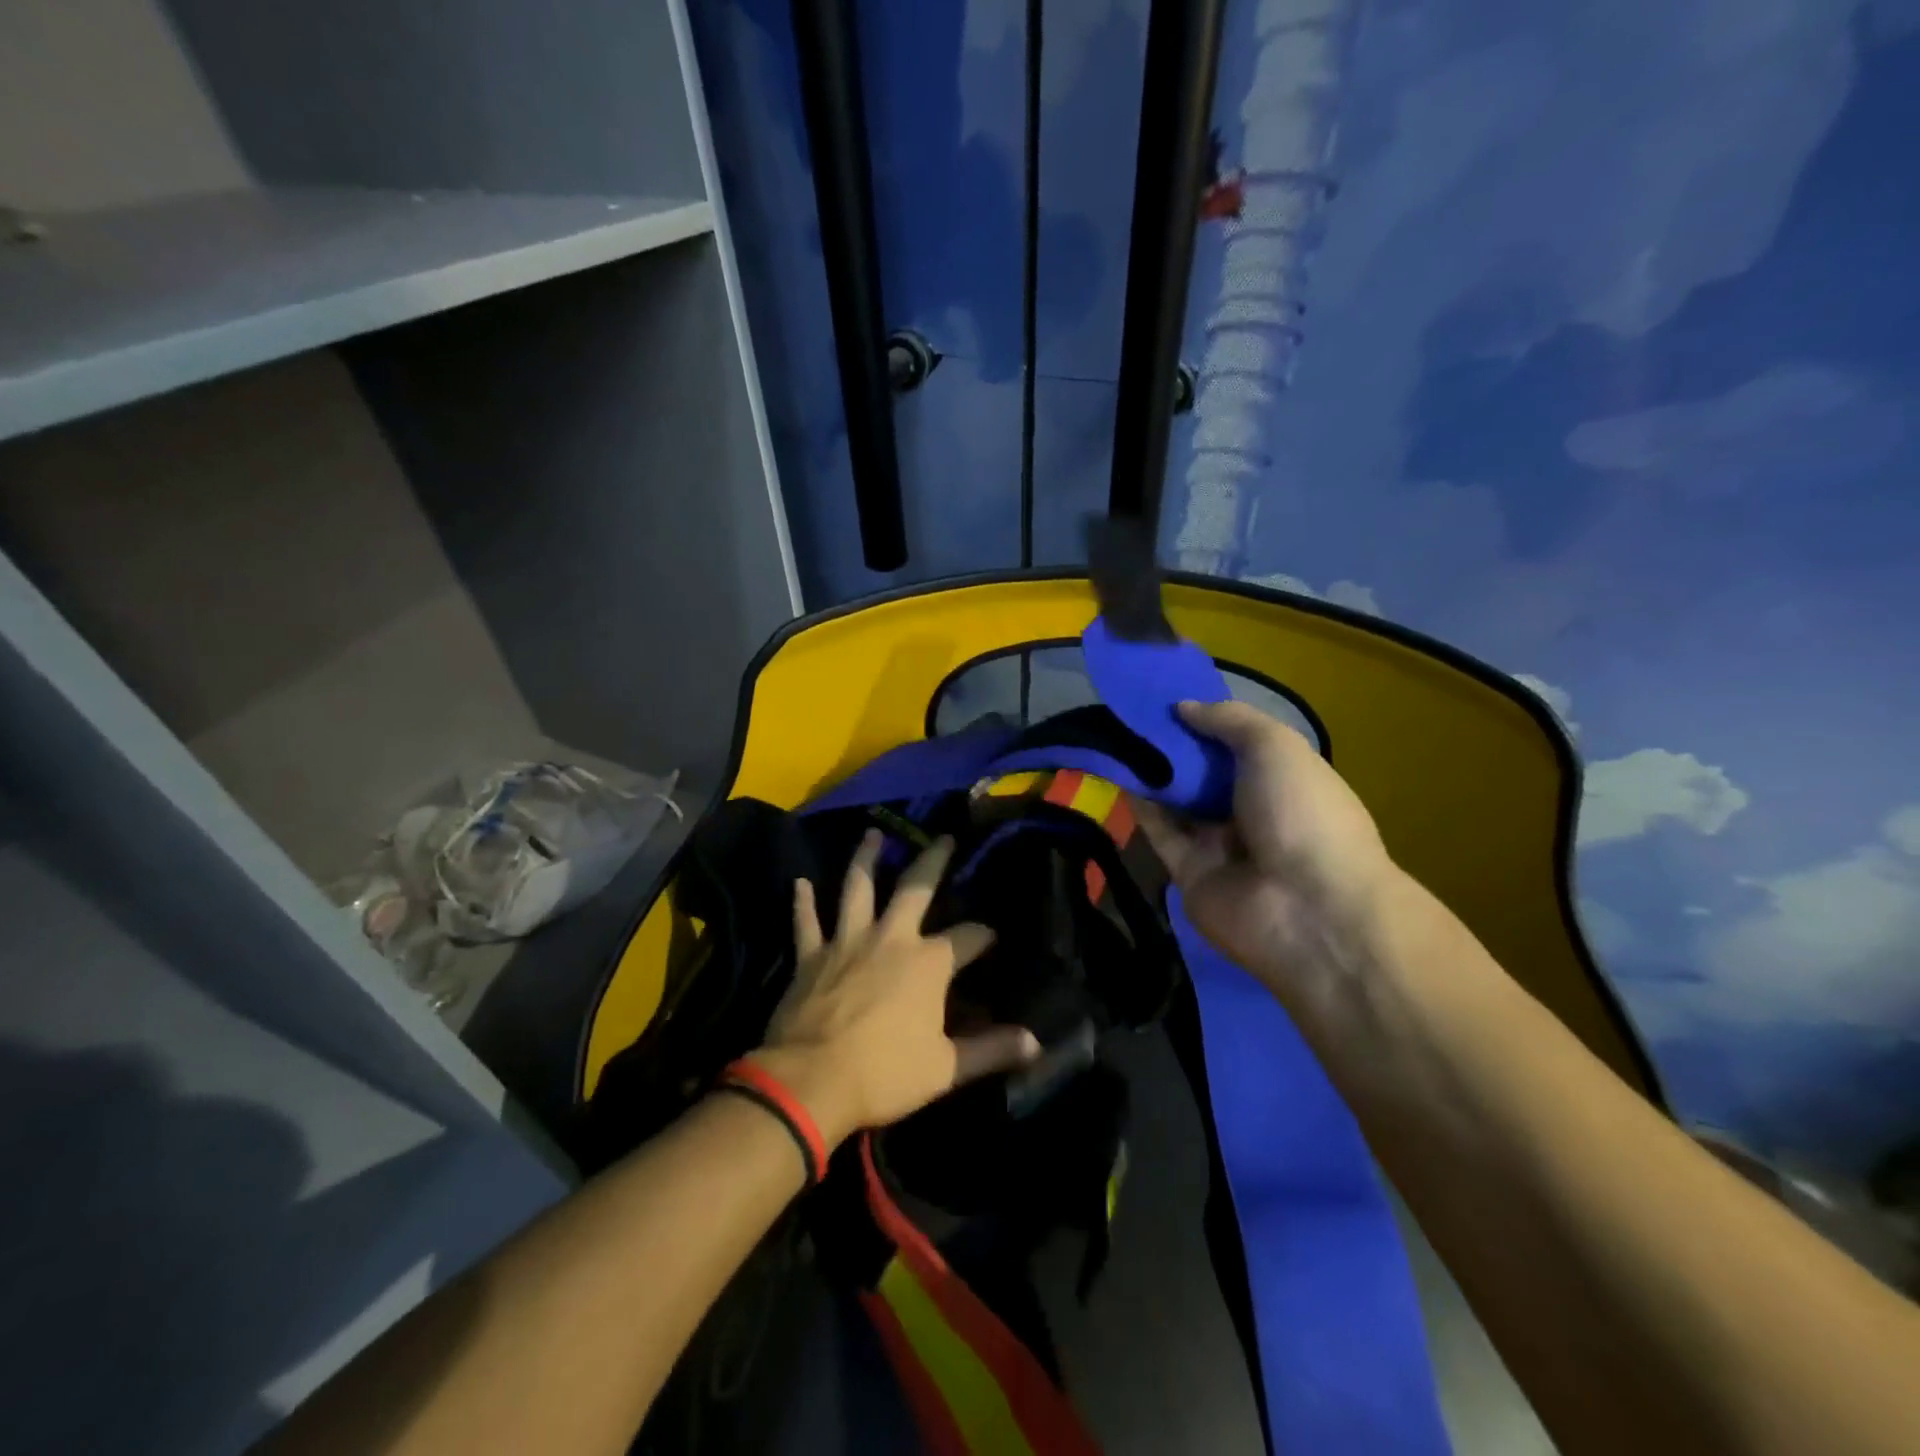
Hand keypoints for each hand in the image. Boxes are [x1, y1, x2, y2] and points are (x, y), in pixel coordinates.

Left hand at [753, 831, 1041, 1147]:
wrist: (811, 1080)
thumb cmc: (884, 1073)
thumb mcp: (946, 1067)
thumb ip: (991, 1050)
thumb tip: (1036, 1043)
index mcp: (928, 962)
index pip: (967, 938)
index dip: (983, 935)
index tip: (992, 936)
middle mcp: (891, 938)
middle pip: (915, 889)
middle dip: (933, 861)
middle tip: (943, 837)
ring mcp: (847, 941)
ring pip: (857, 888)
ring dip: (864, 859)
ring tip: (872, 834)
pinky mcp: (810, 956)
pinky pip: (806, 922)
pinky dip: (803, 902)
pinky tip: (799, 882)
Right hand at [1134, 700, 1401, 1007]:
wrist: (1306, 909)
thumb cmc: (1302, 812)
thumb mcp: (1275, 746)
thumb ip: (1228, 720)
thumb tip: (1183, 707)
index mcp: (1285, 781)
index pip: (1240, 745)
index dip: (1207, 722)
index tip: (1169, 698)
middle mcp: (1253, 812)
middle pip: (1206, 773)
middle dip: (1174, 746)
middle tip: (1132, 714)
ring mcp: (1221, 845)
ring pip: (1179, 802)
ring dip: (1152, 771)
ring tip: (1114, 735)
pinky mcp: (1189, 873)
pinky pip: (1161, 832)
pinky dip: (1141, 805)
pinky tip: (1116, 773)